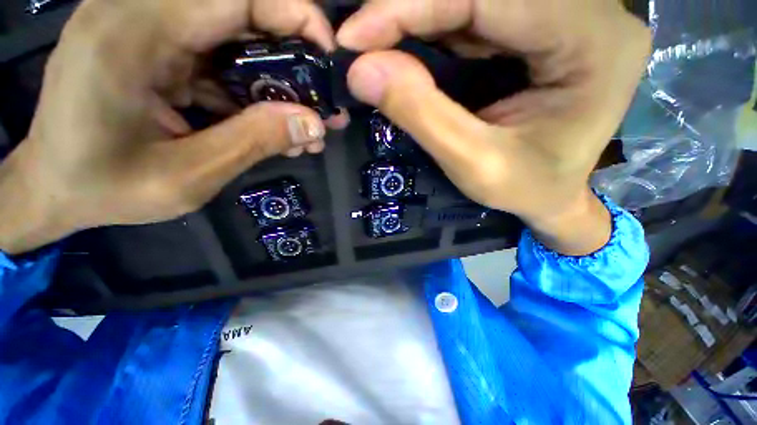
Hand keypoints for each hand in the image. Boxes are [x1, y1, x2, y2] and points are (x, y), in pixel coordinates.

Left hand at [0, 0, 344, 254]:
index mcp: (133, 33)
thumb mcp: (186, 177)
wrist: (52, 190)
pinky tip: (274, 128)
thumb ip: (254, 143)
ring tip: (306, 129)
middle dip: (294, 62)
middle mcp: (140, 15)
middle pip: (242, 16)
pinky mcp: (157, 52)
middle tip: (323, 108)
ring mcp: (148, 31)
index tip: (329, 58)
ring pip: (237, 44)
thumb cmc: (101, 189)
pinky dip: (254, 95)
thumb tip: (314, 125)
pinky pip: (220, 63)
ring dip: (278, 87)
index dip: (296, 16)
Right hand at [337, 0, 650, 253]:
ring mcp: (569, 16)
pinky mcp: (544, 29)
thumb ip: (422, 115)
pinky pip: (480, 15)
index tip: (354, 35)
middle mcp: (591, 14)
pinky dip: (436, 28)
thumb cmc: (527, 190)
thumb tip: (362, 71)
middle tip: (360, 38)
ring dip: (419, 17)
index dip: (412, 6)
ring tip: (376, 43)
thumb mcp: (474, 164)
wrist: (555, 198)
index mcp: (594, 43)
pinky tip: (408, 47)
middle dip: (412, 9)